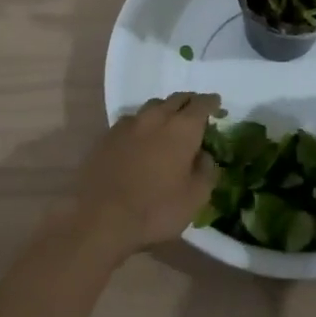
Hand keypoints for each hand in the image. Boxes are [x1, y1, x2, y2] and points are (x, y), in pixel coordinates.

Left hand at [64, 92, 221, 262]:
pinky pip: (132, 121)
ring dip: (165, 111)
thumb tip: (206, 156)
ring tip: (168, 123)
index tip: (217, 104)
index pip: (202, 104)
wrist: (99, 217)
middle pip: (177, 99)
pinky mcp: (108, 135)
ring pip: (153, 107)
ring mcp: (129, 123)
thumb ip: (206, 172)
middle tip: (195, 111)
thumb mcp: (194, 199)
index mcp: (182, 128)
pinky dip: (143, 124)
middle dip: (189, 102)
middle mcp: (157, 117)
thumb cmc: (154, 210)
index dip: (211, 102)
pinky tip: (141, 139)